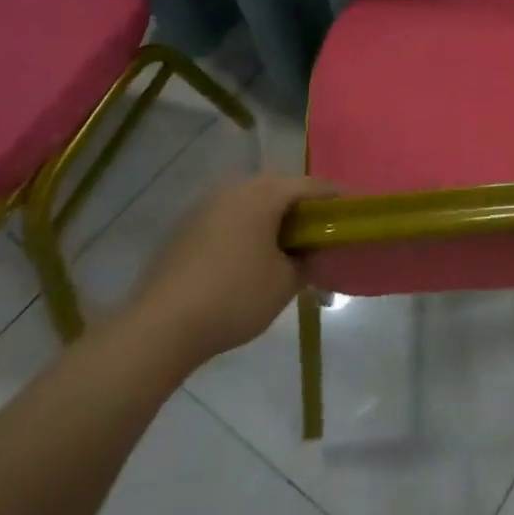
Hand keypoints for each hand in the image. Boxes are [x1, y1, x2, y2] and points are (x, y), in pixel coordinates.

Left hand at [122, 174, 335, 369]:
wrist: (159, 328)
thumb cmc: (233, 298)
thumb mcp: (286, 283)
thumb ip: (308, 260)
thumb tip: (312, 251)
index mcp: (264, 193)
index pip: (313, 186)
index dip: (337, 200)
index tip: (354, 214)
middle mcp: (235, 188)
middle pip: (281, 189)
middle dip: (303, 209)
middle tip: (322, 233)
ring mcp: (206, 205)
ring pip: (253, 203)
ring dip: (273, 219)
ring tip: (288, 247)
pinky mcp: (186, 227)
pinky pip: (230, 218)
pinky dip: (248, 230)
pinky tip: (251, 258)